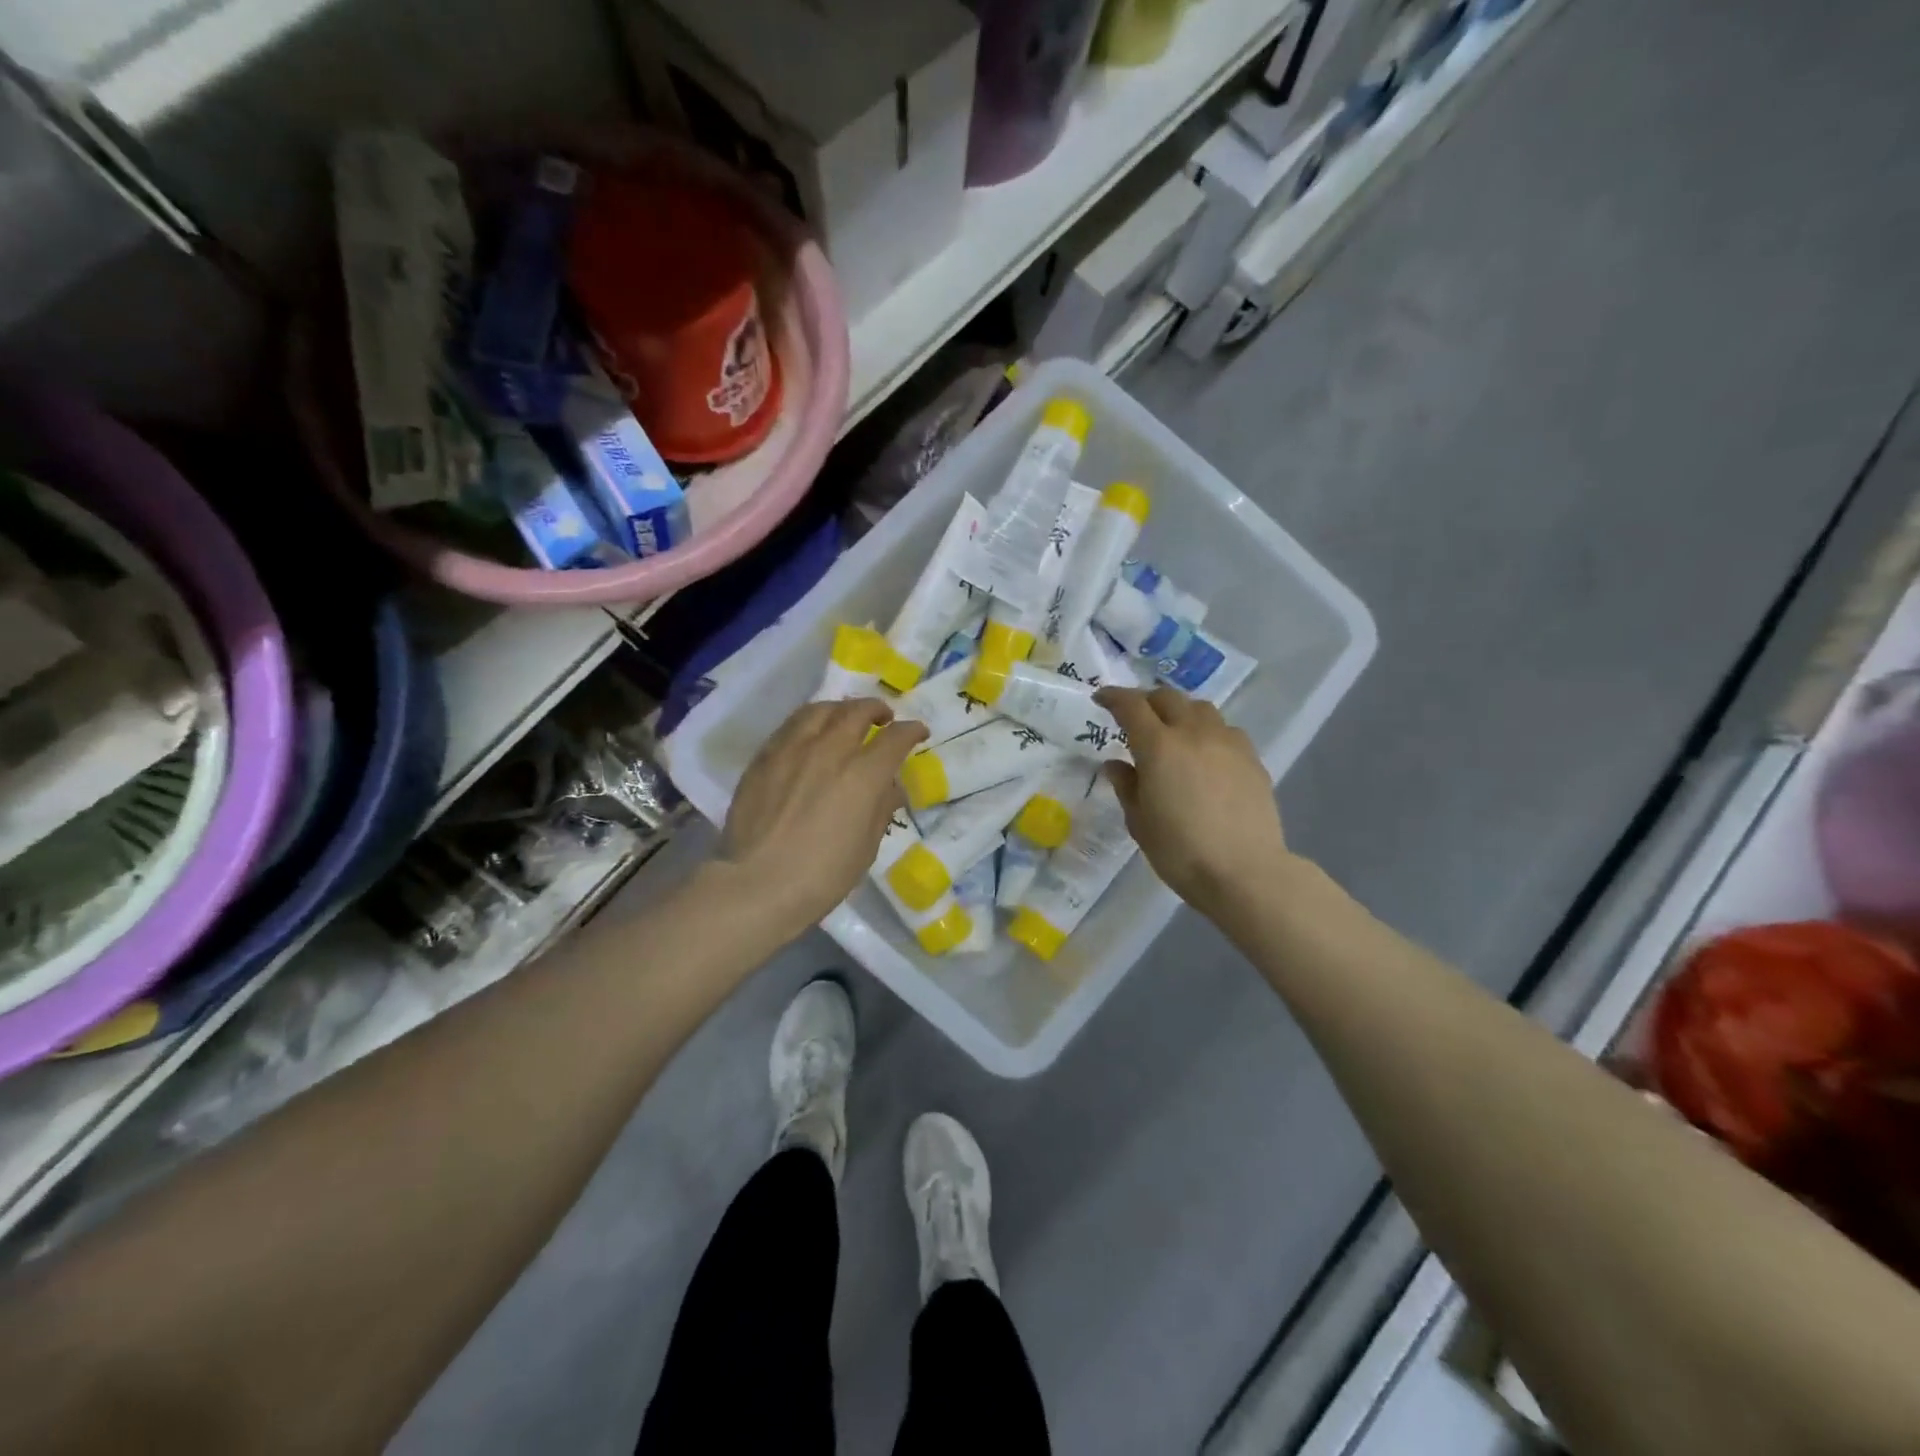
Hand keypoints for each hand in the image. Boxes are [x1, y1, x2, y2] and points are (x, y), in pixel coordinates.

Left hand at [717, 698, 928, 931]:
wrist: (757, 884)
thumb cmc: (822, 876)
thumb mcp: (866, 847)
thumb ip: (881, 809)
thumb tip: (889, 787)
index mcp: (863, 775)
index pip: (896, 737)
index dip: (911, 731)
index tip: (918, 733)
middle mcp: (830, 750)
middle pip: (857, 711)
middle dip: (876, 709)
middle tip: (883, 717)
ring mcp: (792, 749)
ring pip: (820, 710)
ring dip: (840, 709)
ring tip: (845, 717)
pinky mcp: (764, 757)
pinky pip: (790, 726)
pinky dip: (809, 722)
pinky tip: (810, 734)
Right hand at [1097, 686, 1292, 918]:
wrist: (1244, 872)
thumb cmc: (1180, 851)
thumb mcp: (1139, 822)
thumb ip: (1126, 786)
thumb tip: (1116, 764)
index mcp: (1158, 746)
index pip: (1131, 706)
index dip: (1113, 697)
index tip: (1101, 699)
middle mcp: (1193, 733)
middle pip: (1168, 698)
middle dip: (1146, 700)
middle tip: (1135, 716)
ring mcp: (1227, 742)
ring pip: (1200, 708)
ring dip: (1180, 712)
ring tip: (1173, 731)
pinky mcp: (1251, 758)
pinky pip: (1225, 730)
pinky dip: (1207, 731)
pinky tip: (1205, 754)